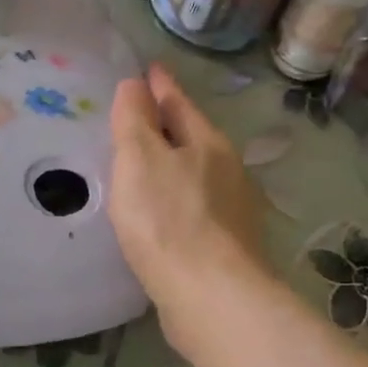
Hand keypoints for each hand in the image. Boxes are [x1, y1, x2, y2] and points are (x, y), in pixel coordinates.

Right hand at [108, 64, 267, 352]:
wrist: (210, 296)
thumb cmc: (168, 220)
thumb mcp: (140, 159)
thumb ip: (135, 120)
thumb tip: (136, 85)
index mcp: (208, 143)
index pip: (180, 104)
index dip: (161, 87)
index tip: (149, 70)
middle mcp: (228, 173)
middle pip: (194, 139)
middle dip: (171, 127)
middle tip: (143, 119)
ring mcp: (232, 213)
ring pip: (197, 177)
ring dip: (175, 168)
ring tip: (149, 168)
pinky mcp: (227, 249)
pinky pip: (196, 212)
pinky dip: (178, 204)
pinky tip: (165, 217)